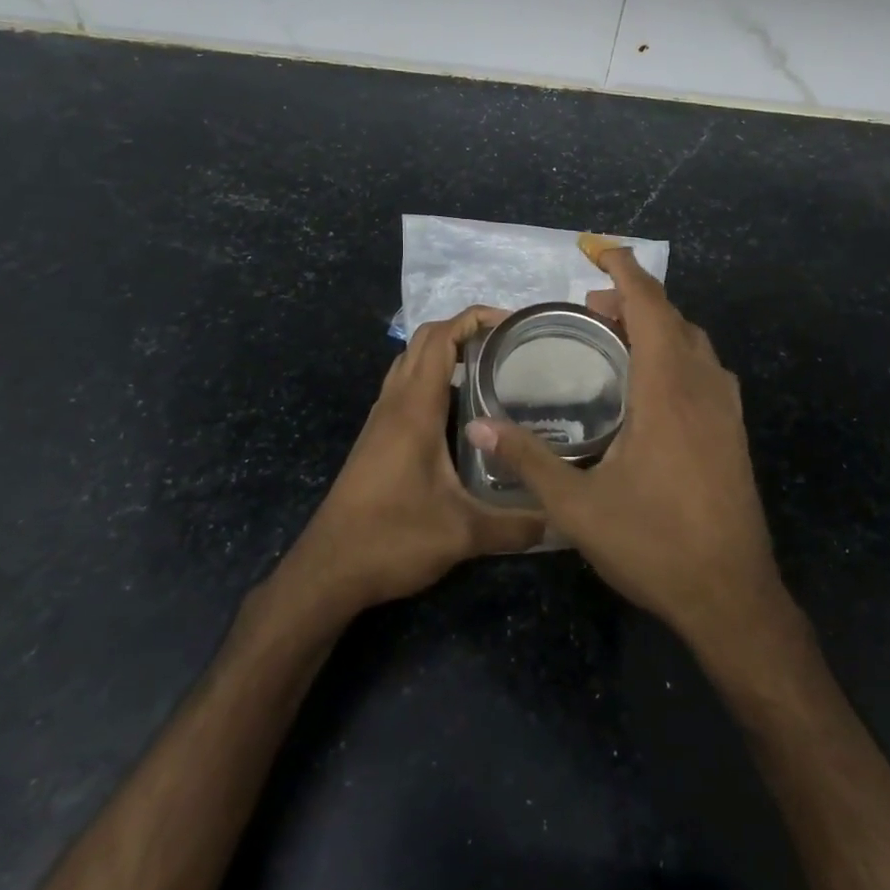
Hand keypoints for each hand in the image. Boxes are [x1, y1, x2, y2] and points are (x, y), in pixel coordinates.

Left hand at [285, 306, 545, 613]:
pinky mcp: (376, 438)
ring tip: (489, 369)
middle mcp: (395, 403)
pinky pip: (404, 387)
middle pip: (424, 340)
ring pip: (410, 362)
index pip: (441, 338)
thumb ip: (516, 525)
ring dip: (444, 352)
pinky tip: (460, 410)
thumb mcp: (463, 534)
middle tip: (507, 345)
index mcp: (415, 408)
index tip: (513, 323)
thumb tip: (562, 520)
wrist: (328, 571)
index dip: (475, 318)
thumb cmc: (392, 538)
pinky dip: (431, 378)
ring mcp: (381, 419)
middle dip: (464, 329)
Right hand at [465, 249, 792, 660]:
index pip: (649, 304)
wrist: (732, 596)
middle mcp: (703, 385)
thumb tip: (478, 425)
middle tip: (590, 309)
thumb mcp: (578, 507)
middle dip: (632, 299)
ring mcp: (726, 408)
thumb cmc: (654, 545)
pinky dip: (675, 352)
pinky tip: (651, 384)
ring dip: (657, 325)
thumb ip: (528, 460)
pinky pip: (704, 368)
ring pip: (693, 341)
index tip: (596, 250)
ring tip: (616, 338)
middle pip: (672, 317)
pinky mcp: (734, 431)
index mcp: (668, 388)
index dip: (624, 270)